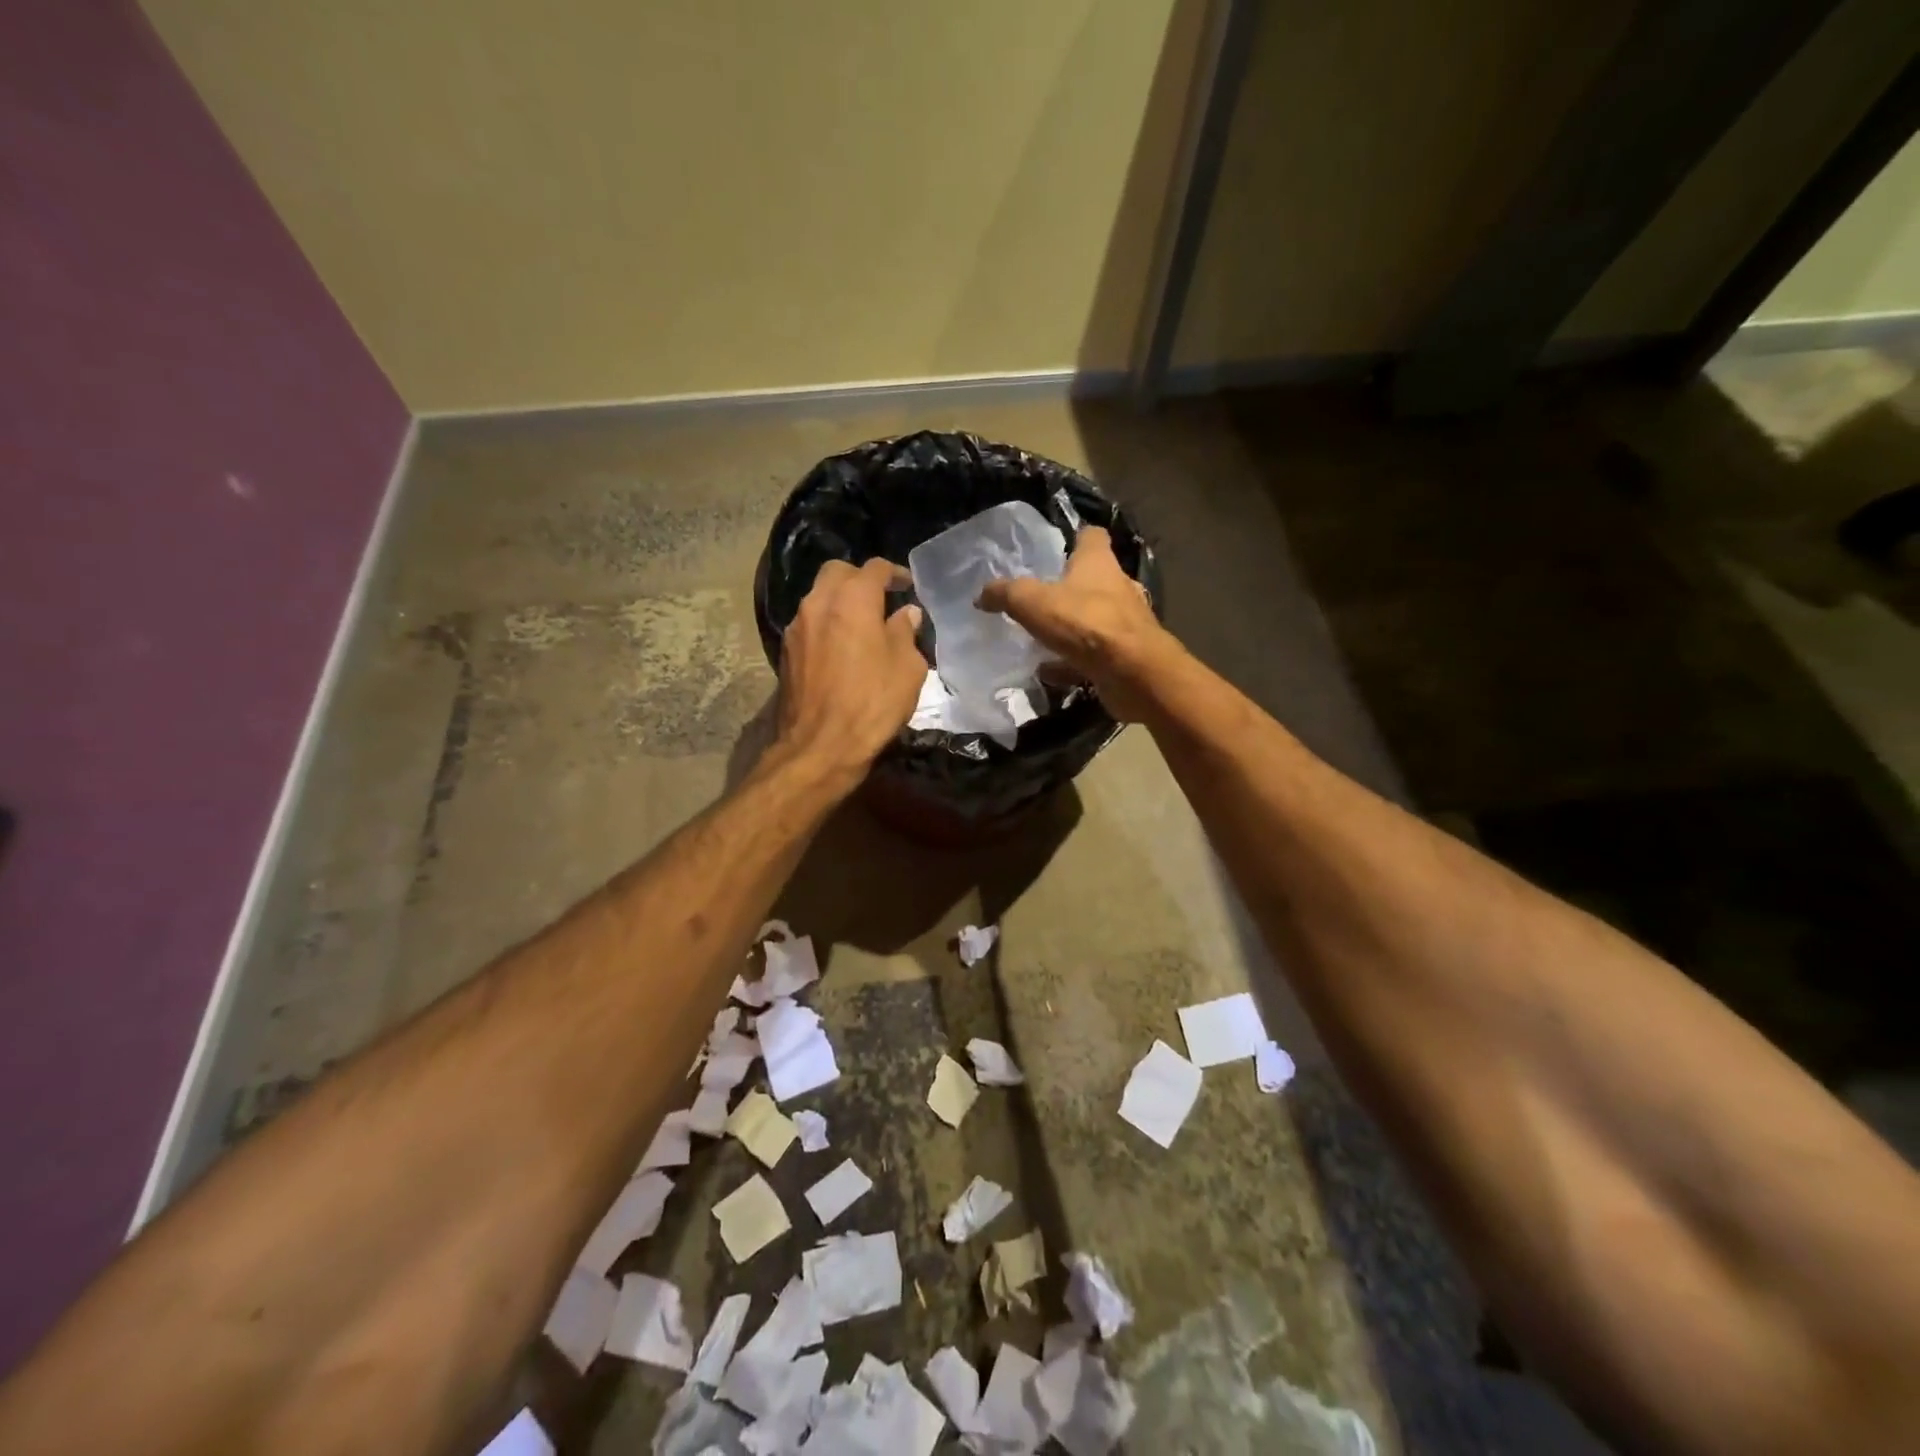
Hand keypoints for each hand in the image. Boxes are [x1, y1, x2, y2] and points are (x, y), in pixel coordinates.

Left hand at [776, 558, 926, 777]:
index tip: (908, 585)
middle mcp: (818, 603)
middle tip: (881, 597)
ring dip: (840, 601)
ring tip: (862, 623)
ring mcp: (797, 627)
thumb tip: (906, 614)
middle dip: (860, 578)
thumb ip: (906, 633)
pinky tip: (842, 646)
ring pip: (819, 597)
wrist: (821, 746)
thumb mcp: (908, 668)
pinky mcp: (786, 651)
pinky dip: (827, 623)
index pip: (874, 568)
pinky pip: (809, 623)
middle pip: (837, 572)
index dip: (894, 573)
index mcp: (852, 600)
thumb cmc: (873, 703)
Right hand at [975, 526, 1174, 720]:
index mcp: (1099, 563)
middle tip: (1040, 597)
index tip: (1057, 547)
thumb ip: (1006, 594)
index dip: (1075, 538)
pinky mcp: (1126, 655)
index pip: (1092, 536)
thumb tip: (981, 594)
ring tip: (1041, 637)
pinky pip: (1094, 654)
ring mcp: (1125, 623)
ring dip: (1071, 626)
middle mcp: (1118, 587)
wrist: (1133, 673)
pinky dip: (1072, 661)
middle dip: (1070, 587)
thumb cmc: (1086, 624)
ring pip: (1094, 618)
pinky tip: (1049, 671)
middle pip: (1094, 579)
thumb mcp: (1033, 603)